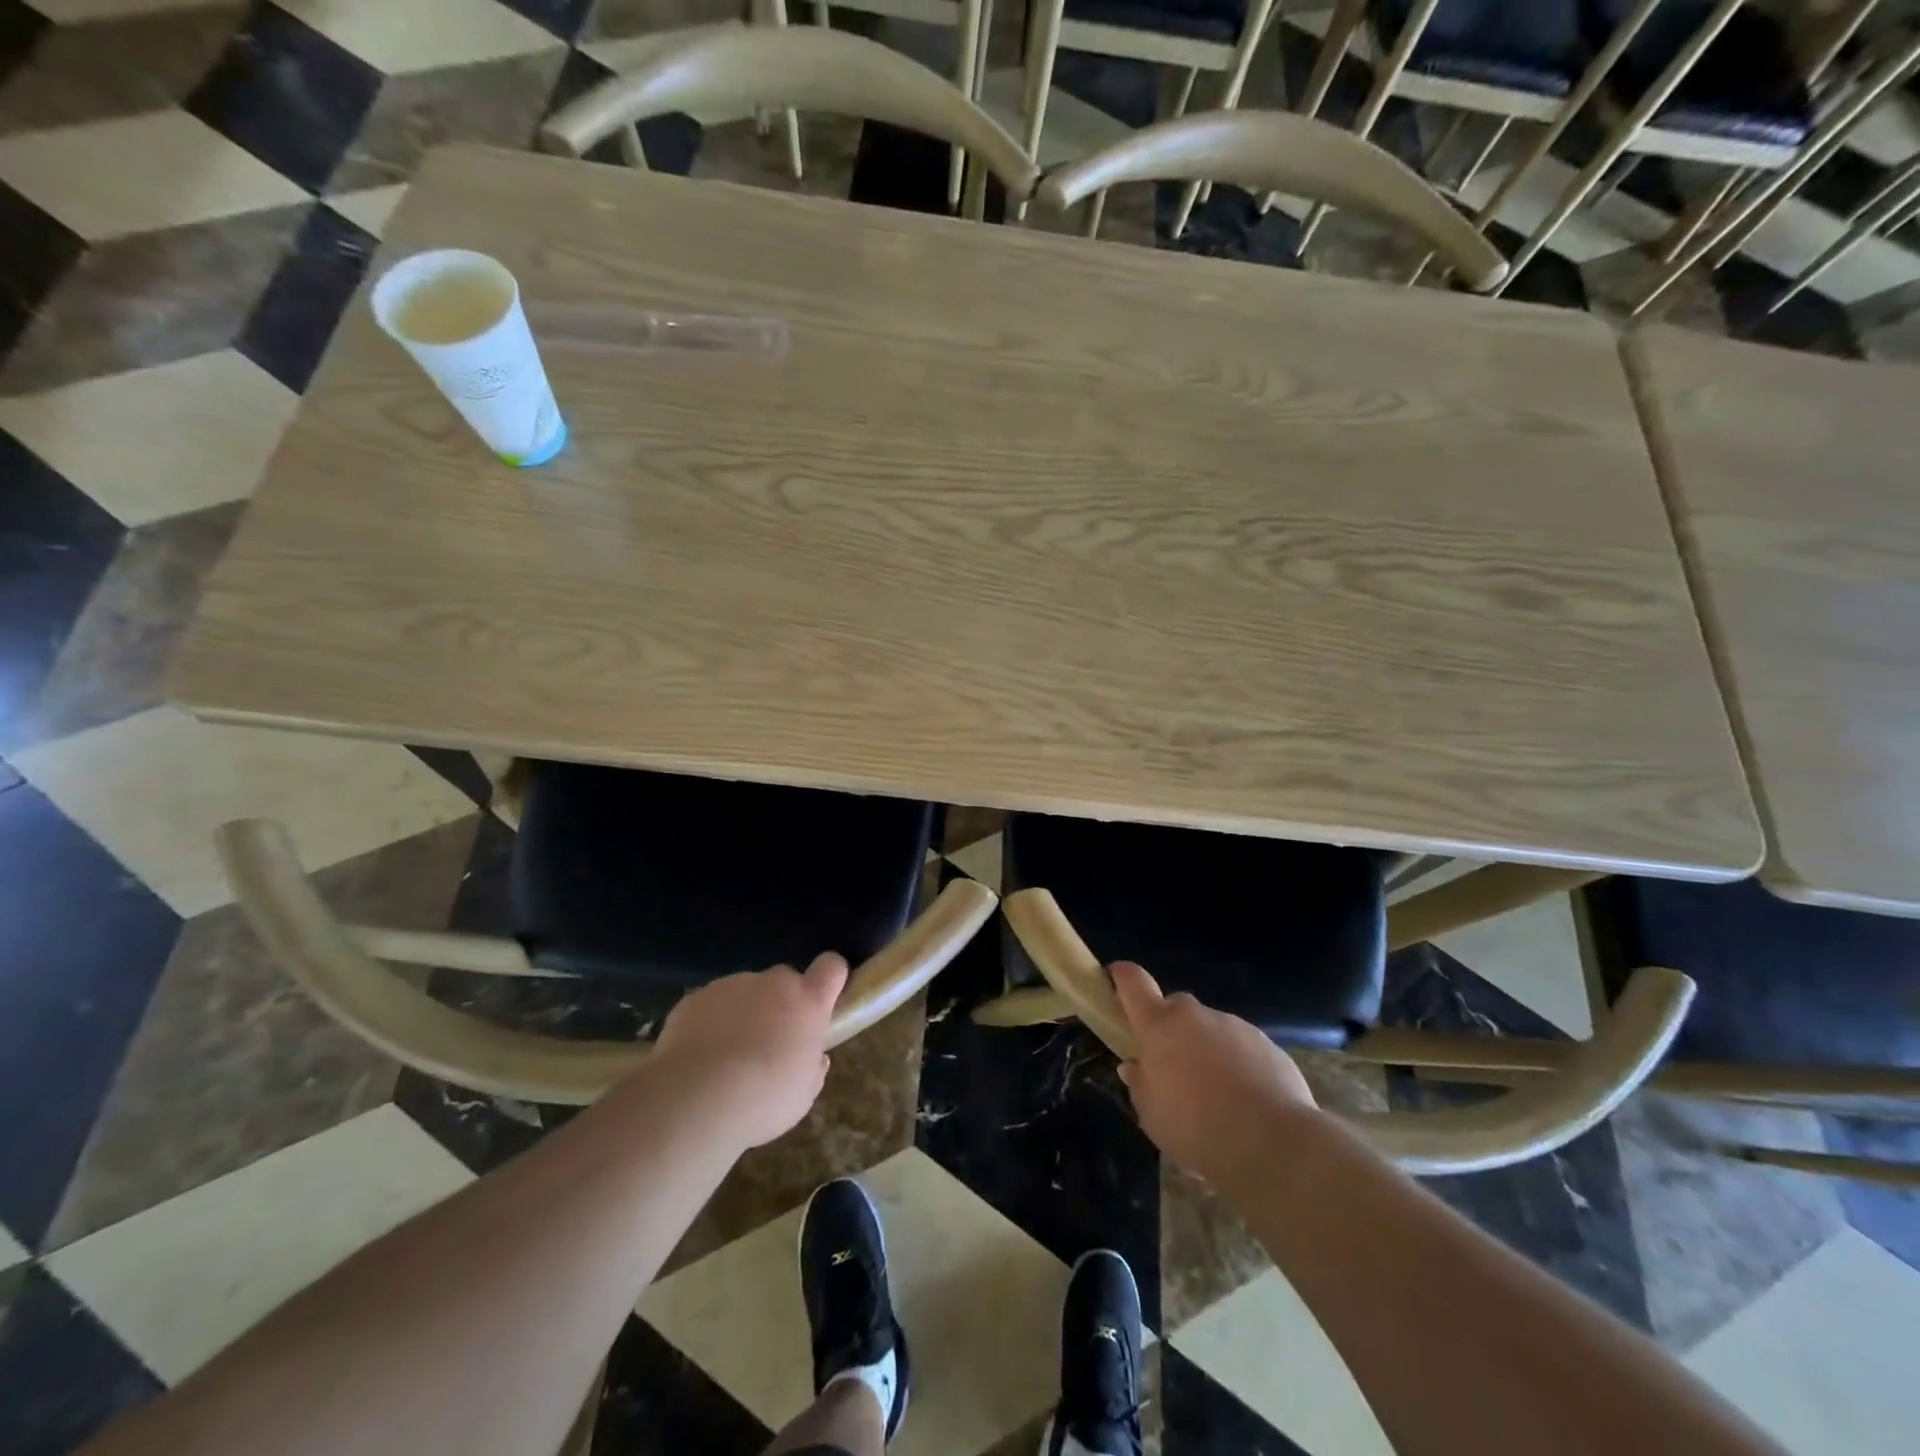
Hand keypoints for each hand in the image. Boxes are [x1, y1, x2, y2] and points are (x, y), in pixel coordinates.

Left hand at [650, 953, 848, 1148]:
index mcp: (807, 1002)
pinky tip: (699, 1057)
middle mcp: (773, 983)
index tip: (824, 1000)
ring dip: (744, 1013)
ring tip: (726, 1056)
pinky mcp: (696, 996)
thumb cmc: (763, 1098)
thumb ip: (812, 1068)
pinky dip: (710, 1022)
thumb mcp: (802, 1094)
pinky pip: (711, 1004)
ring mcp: (732, 985)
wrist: (695, 1098)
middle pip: (785, 979)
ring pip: (745, 992)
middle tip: (770, 1042)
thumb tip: (814, 1057)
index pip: (832, 967)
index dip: (830, 978)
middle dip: (781, 1003)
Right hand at [1111, 961, 1317, 1183]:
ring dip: (1206, 1051)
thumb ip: (1140, 1084)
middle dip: (1169, 1031)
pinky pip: (1242, 1049)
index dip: (1122, 977)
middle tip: (1172, 1068)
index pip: (1132, 982)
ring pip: (1210, 1030)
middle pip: (1174, 1009)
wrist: (1273, 1144)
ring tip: (1216, 1096)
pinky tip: (1246, 1103)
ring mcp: (1234, 1026)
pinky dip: (1238, 1066)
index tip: (1116, 981)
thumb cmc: (1197, 1128)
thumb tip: (1136, 1066)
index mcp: (1159, 1026)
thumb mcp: (1152, 1116)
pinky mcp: (1268, 1045)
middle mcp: (1195, 1015)